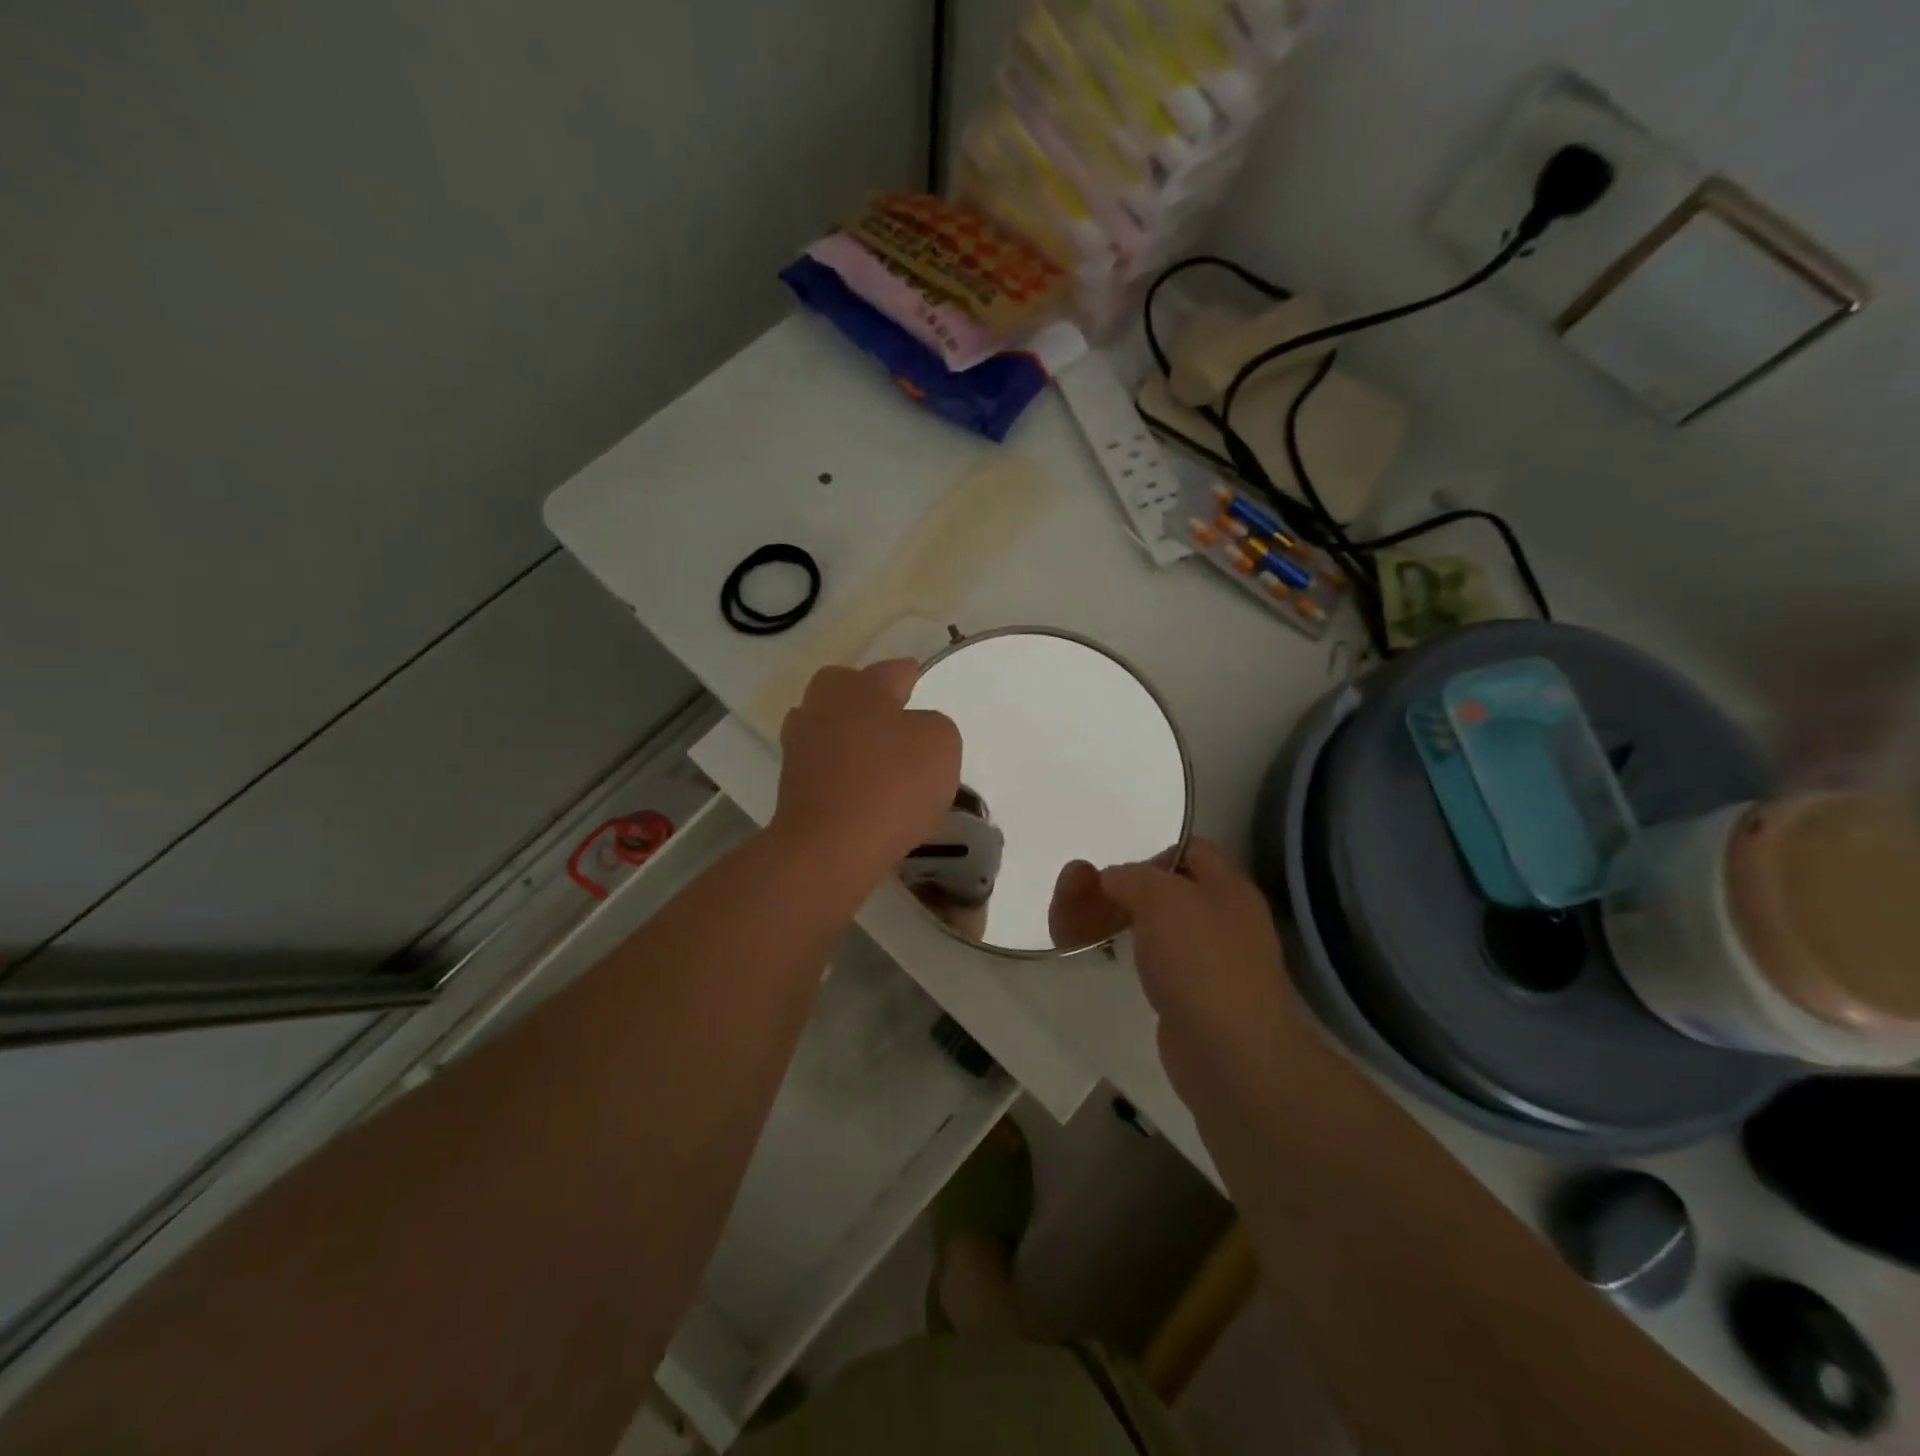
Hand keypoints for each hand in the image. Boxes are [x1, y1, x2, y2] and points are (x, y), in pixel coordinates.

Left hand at [772, 660, 961, 892]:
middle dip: (868, 698)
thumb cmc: (892, 784)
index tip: (917, 680)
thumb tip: (912, 731)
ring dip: (849, 734)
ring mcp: (800, 743)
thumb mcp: (941, 744)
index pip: (894, 670)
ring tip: (877, 758)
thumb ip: (933, 726)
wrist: (831, 846)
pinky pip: (823, 764)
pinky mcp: (791, 782)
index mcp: (862, 686)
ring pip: (829, 725)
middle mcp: (824, 705)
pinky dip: (840, 770)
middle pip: (847, 688)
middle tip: (894, 719)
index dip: (910, 676)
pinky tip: (861, 790)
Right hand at [1098, 839, 1298, 1100]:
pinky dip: (1122, 957)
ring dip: (1109, 921)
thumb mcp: (1162, 899)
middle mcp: (1221, 921)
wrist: (1230, 1057)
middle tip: (1077, 900)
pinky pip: (1150, 963)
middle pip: (1162, 891)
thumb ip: (1132, 877)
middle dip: (1116, 891)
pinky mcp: (1188, 998)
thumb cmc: (1201, 964)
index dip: (1150, 853)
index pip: (1191, 851)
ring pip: (1150, 928)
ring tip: (1069, 930)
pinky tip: (1097, 960)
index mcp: (1228, 889)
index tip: (1116, 873)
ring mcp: (1206, 963)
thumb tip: (1113, 880)